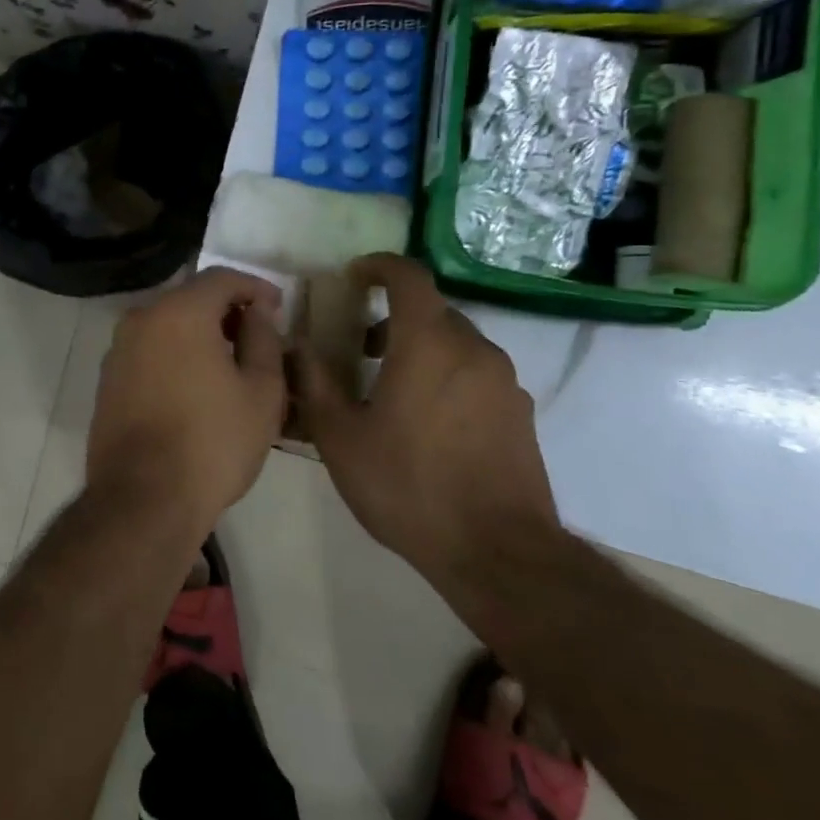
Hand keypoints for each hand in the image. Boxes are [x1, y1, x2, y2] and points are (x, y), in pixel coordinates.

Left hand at [85, 268, 285, 530]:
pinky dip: (175, 355)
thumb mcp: (261, 391)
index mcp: (179, 312)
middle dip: (227, 311)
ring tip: (230, 364)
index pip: (221, 278)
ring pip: (167, 325)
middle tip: (257, 337)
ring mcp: (118, 350)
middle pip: (190, 298)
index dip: (255, 287)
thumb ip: (263, 339)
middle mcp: (141, 320)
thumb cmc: (213, 442)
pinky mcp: (108, 380)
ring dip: (200, 334)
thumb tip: (257, 312)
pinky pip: (149, 351)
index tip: (278, 308)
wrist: (144, 499)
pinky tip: (196, 386)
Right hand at [291, 254, 559, 585]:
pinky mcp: (521, 414)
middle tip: (360, 349)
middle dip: (394, 318)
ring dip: (422, 350)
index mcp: (428, 344)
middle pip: (432, 312)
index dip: (379, 267)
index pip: (408, 277)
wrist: (497, 552)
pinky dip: (448, 377)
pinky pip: (478, 375)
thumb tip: (298, 348)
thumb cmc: (408, 486)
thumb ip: (315, 383)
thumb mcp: (341, 438)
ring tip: (391, 391)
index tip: (354, 276)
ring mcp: (505, 382)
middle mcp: (474, 349)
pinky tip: (428, 424)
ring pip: (457, 344)